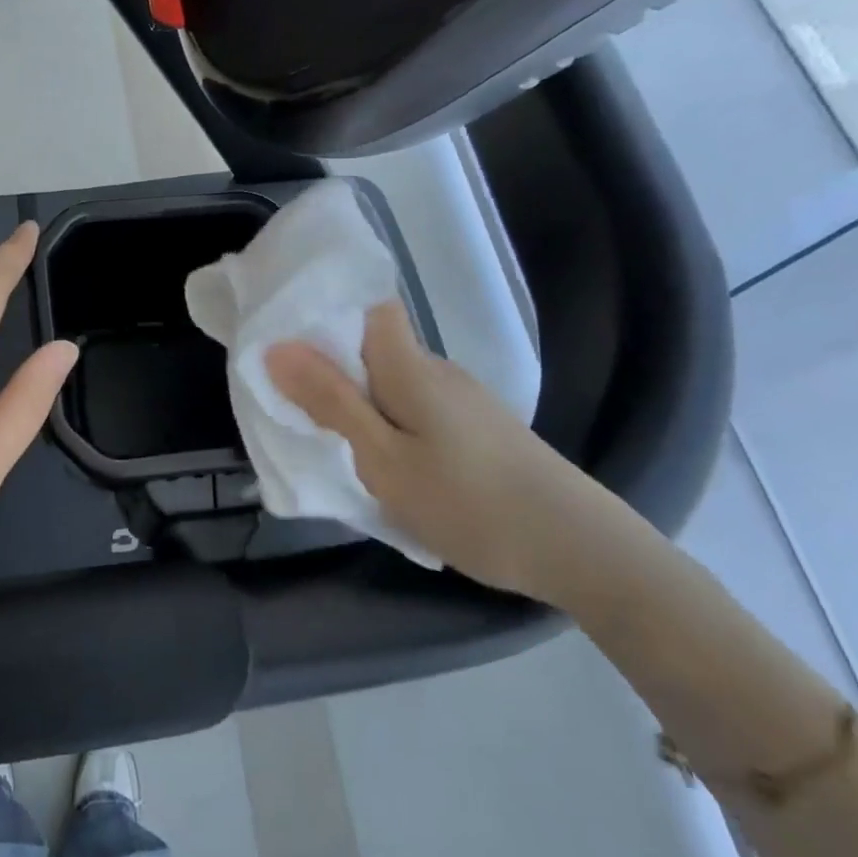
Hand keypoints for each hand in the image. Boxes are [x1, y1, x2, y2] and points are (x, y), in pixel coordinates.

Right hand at [266, 301, 625, 606]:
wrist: (581, 550)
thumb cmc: (470, 501)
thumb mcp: (385, 459)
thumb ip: (332, 403)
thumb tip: (277, 347)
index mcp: (410, 366)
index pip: (367, 306)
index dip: (324, 312)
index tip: (284, 343)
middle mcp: (437, 370)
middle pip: (372, 347)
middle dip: (329, 369)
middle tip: (292, 407)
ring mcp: (462, 400)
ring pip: (392, 384)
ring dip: (359, 404)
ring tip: (332, 444)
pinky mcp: (477, 429)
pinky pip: (415, 411)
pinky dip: (388, 426)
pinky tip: (386, 466)